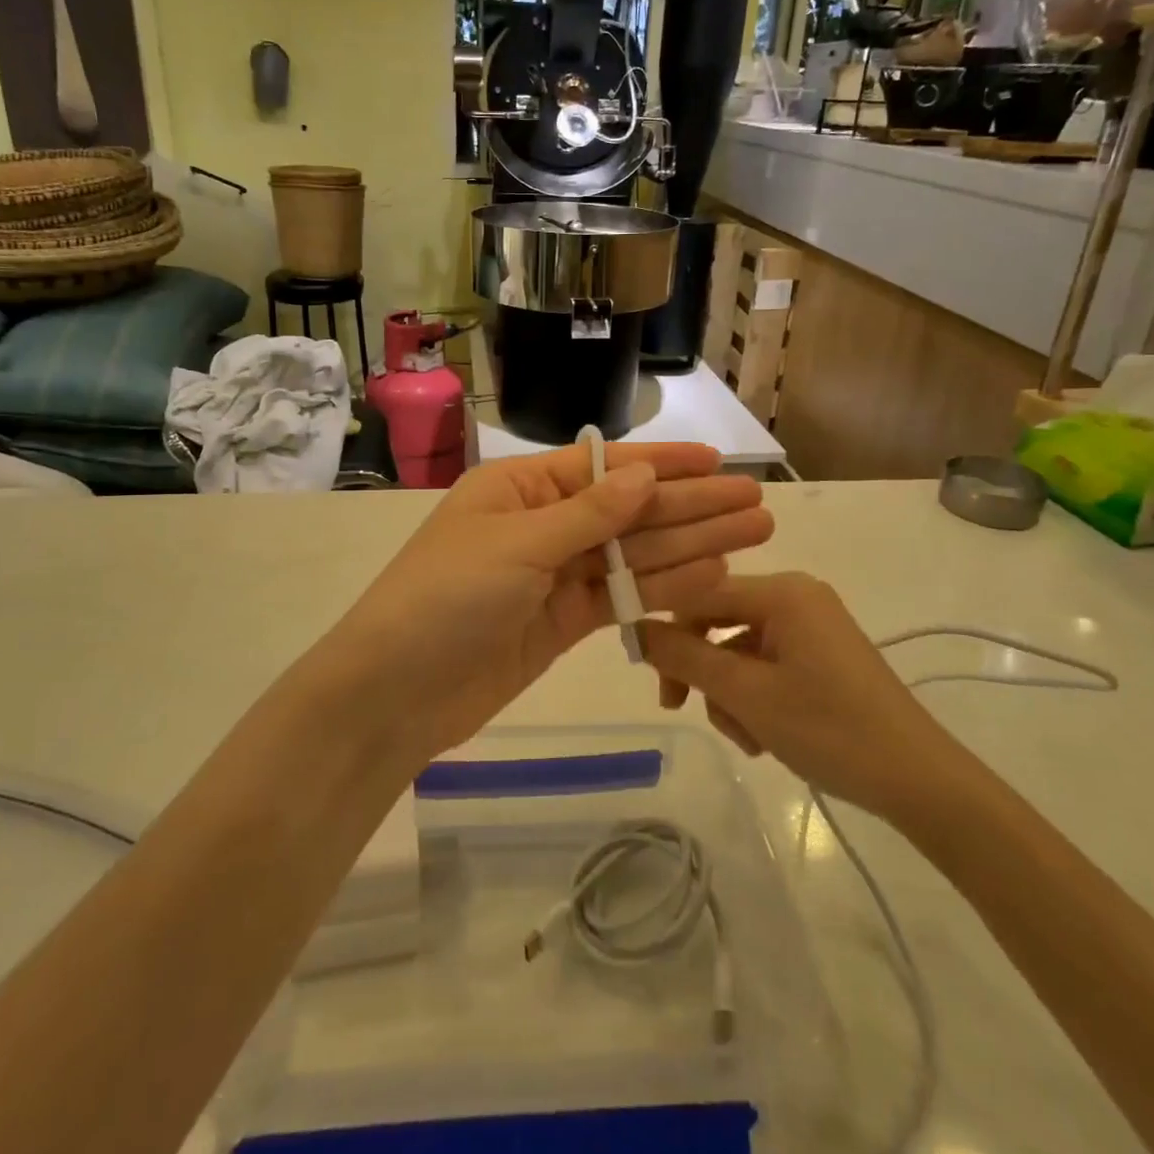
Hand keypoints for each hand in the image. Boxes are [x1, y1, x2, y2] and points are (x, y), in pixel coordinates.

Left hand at [319, 444, 773, 763]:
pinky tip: (712, 576)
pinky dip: (664, 589)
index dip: (663, 463)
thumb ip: (588, 514)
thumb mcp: (517, 543)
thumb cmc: (446, 597)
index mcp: (521, 488)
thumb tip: (645, 474)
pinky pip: (622, 597)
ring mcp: (555, 576)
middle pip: (628, 511)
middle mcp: (543, 524)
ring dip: (692, 544)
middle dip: (692, 505)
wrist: (397, 692)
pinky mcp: (563, 622)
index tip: (716, 461)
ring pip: (633, 554)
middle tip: (757, 502)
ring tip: (754, 534)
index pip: (603, 466)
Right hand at [640, 573, 962, 818]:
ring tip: (749, 739)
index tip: (646, 673)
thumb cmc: (830, 729)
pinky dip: (755, 697)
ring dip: (729, 694)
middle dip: (702, 671)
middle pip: (718, 622)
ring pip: (738, 650)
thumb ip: (684, 657)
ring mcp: (811, 626)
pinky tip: (767, 737)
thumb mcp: (746, 694)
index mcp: (782, 591)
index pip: (699, 593)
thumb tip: (632, 628)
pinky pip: (766, 664)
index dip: (664, 629)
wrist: (920, 781)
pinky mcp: (821, 655)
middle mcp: (795, 597)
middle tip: (682, 709)